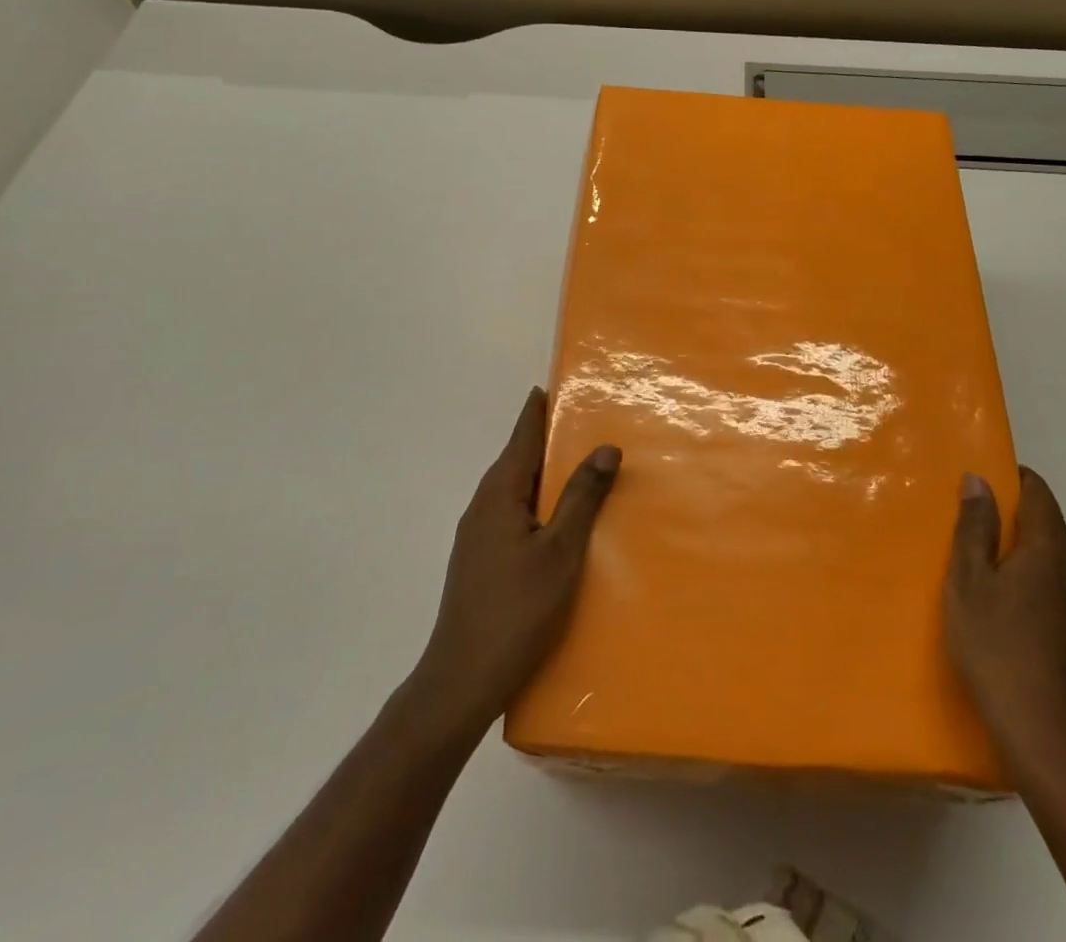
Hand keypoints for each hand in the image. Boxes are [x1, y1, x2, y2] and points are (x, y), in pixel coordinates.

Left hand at [416, 388, 619, 731]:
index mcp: (499, 493)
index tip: (555, 384)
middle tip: (584, 421)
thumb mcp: (561, 551)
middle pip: (517, 458)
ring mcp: (476, 534)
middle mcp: (482, 505)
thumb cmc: (516, 609)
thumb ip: (582, 497)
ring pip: (515, 488)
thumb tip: (605, 447)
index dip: (538, 409)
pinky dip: (535, 500)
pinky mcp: (479, 559)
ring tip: (578, 465)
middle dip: (546, 437)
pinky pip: (511, 512)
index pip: (522, 435)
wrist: (460, 681)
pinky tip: (555, 518)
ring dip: (543, 472)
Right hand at [943, 467, 1065, 772]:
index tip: (985, 484)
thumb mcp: (968, 583)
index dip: (1014, 479)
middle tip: (980, 535)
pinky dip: (1050, 593)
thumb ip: (975, 528)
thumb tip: (979, 479)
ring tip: (1000, 579)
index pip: (1039, 493)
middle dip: (1021, 521)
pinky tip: (1025, 622)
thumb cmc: (998, 649)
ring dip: (1037, 559)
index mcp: (1051, 548)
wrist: (1054, 742)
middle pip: (1054, 527)